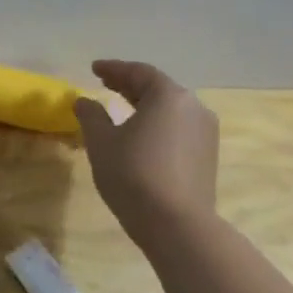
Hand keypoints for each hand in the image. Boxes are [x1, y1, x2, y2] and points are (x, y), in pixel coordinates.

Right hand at [76, 59, 218, 244]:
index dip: (114, 69)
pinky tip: (140, 133)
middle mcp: (193, 108)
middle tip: (105, 84)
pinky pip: (178, 127)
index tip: (94, 69)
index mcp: (168, 97)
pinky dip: (157, 122)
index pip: (139, 72)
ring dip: (145, 104)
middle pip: (158, 88)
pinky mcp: (207, 155)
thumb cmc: (132, 173)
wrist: (176, 223)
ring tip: (121, 107)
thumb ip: (91, 115)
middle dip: (130, 84)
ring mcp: (205, 133)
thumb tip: (85, 101)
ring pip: (170, 109)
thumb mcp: (101, 141)